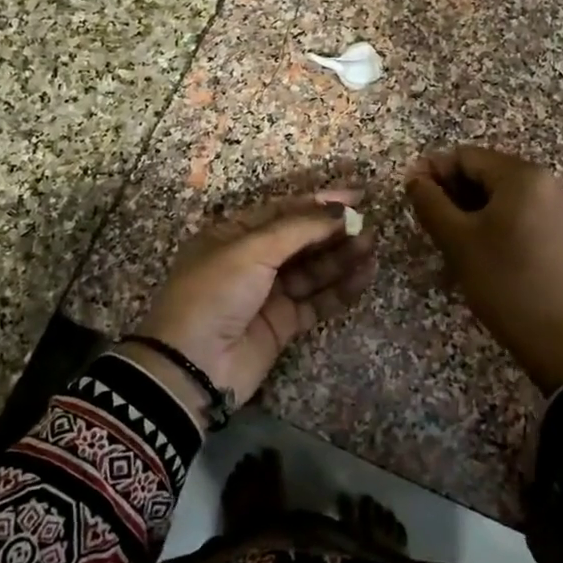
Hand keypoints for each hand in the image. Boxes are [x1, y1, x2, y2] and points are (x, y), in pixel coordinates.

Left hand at [123, 190, 377, 422]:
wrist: (191, 366)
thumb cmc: (214, 293)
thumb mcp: (250, 250)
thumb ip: (298, 229)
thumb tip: (338, 211)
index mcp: (232, 234)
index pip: (282, 210)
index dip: (319, 202)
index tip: (355, 196)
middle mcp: (250, 260)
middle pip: (300, 239)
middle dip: (332, 230)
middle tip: (367, 224)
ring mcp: (267, 293)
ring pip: (312, 269)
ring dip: (340, 257)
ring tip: (371, 246)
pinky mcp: (282, 324)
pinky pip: (317, 301)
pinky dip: (340, 289)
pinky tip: (363, 276)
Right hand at [405, 146, 562, 392]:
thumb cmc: (505, 282)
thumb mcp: (457, 240)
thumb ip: (430, 202)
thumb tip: (414, 176)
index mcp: (522, 175)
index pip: (465, 156)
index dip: (433, 172)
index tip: (410, 199)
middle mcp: (544, 181)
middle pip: (484, 173)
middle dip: (451, 193)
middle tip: (428, 225)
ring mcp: (555, 207)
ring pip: (498, 196)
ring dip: (468, 211)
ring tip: (448, 242)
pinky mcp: (559, 231)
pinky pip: (516, 213)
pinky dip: (490, 224)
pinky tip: (476, 252)